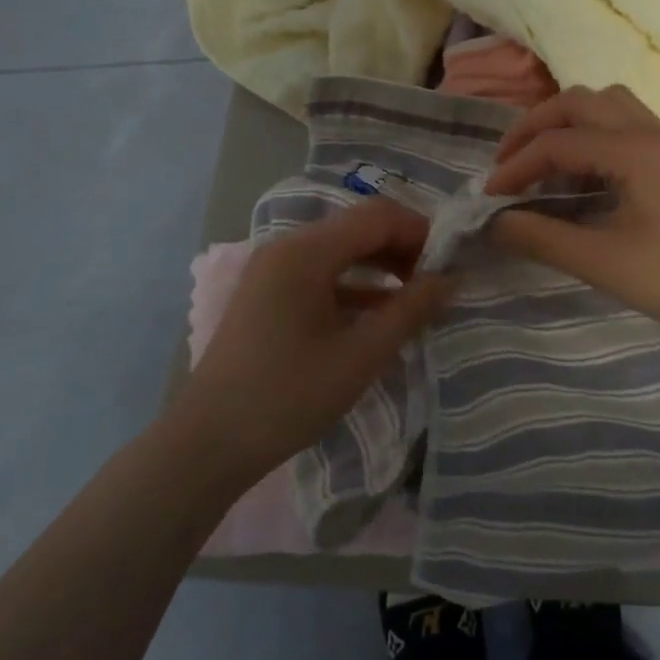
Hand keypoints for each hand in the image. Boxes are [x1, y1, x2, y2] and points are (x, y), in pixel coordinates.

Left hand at [171, 200, 454, 482]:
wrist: (208, 443)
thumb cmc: (288, 397)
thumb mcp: (361, 355)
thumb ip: (410, 311)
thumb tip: (451, 279)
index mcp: (306, 252)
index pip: (378, 216)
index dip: (421, 232)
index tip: (451, 265)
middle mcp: (287, 248)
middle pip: (358, 228)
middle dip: (403, 248)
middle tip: (437, 283)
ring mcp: (273, 271)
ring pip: (341, 250)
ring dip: (381, 266)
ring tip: (416, 297)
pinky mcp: (269, 295)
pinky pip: (322, 274)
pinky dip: (355, 285)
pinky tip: (380, 313)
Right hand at [482, 85, 659, 349]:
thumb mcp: (604, 262)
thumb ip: (543, 237)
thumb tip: (494, 222)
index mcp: (635, 150)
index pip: (559, 141)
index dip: (516, 166)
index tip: (489, 198)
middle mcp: (653, 131)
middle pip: (580, 101)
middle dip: (535, 127)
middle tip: (507, 166)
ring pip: (607, 105)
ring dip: (567, 125)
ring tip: (542, 166)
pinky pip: (625, 126)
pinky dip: (593, 137)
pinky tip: (582, 177)